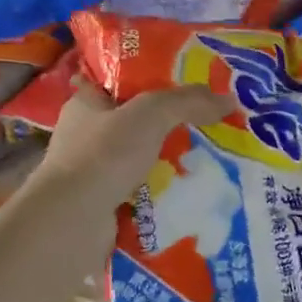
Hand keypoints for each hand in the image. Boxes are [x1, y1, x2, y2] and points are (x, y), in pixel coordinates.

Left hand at [35, 79, 231, 202]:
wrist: (72, 222)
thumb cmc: (104, 155)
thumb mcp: (151, 114)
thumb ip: (189, 102)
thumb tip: (228, 100)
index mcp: (86, 103)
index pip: (122, 82)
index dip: (156, 79)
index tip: (191, 85)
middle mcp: (86, 135)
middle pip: (138, 122)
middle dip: (171, 125)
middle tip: (211, 123)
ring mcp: (94, 173)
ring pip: (143, 159)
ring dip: (171, 161)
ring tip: (211, 158)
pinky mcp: (104, 204)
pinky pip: (143, 191)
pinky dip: (164, 192)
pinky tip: (193, 190)